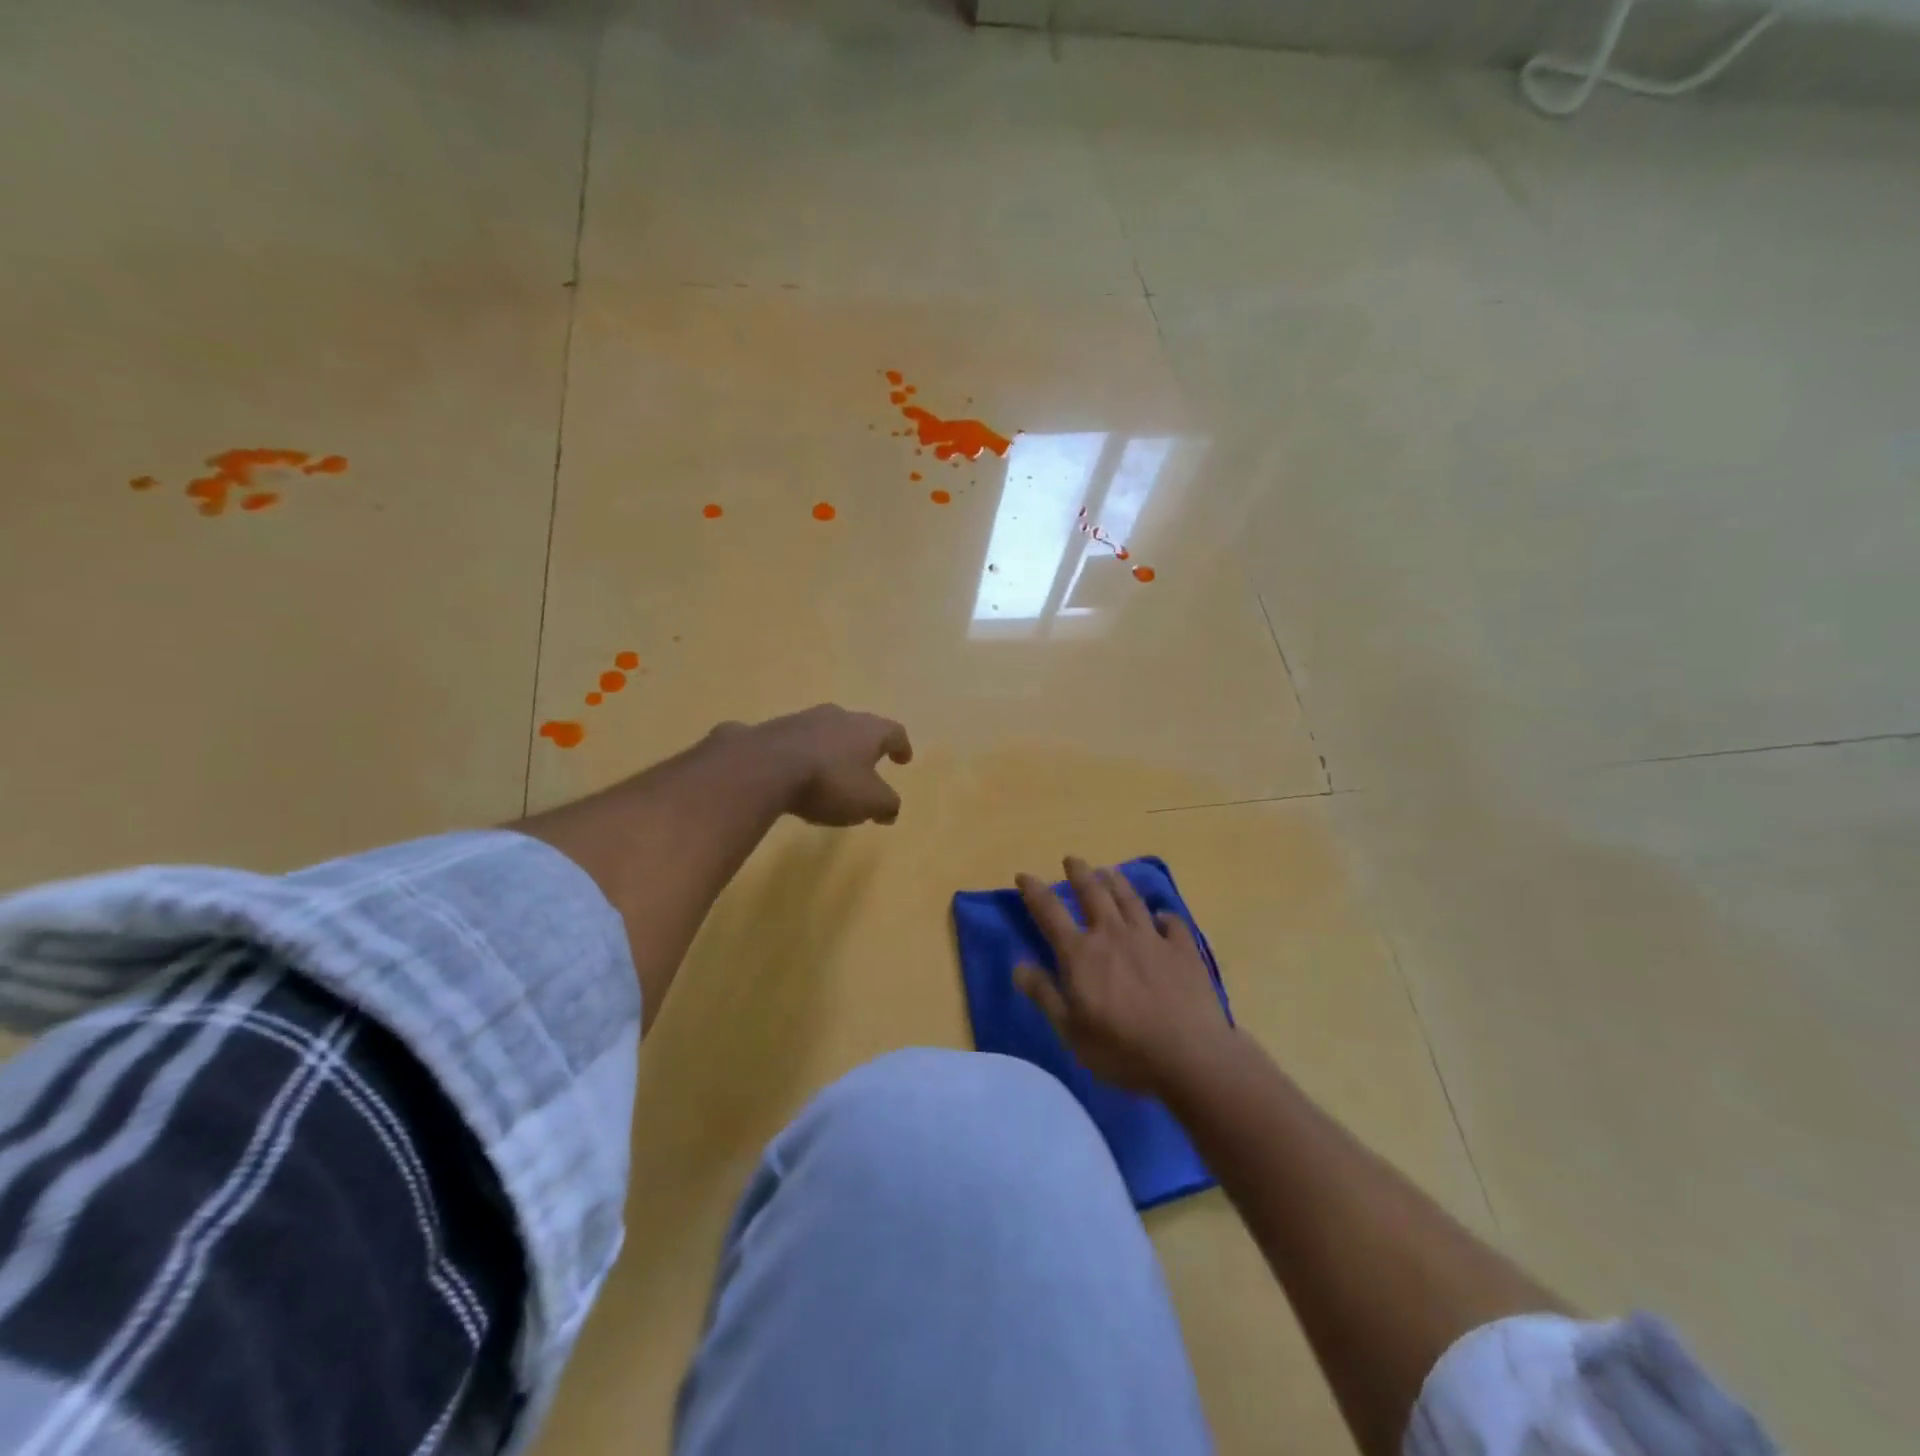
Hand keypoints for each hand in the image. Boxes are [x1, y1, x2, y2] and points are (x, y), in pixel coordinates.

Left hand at [743, 705, 912, 826]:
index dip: (901, 746)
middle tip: (868, 763)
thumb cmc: (829, 783)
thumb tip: (890, 810)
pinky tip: (797, 772)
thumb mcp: (868, 802)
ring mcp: (803, 719)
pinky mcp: (772, 729)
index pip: (893, 732)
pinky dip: (803, 754)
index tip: (904, 758)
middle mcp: (838, 716)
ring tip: (831, 771)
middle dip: (865, 746)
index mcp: (867, 730)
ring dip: (832, 749)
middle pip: (859, 727)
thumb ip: (886, 805)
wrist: (764, 767)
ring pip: (826, 731)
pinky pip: (796, 741)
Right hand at [1014, 857, 1232, 1096]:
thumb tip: (1019, 964)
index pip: (1050, 911)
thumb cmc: (1121, 1049)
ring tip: (1109, 871)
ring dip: (1116, 882)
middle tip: (1072, 859)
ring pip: (1130, 899)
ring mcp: (1151, 938)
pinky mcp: (1183, 949)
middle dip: (1080, 873)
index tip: (1024, 875)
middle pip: (1093, 892)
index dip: (1034, 891)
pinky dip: (1164, 915)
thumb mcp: (1071, 1031)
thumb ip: (1044, 994)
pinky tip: (1162, 916)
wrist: (1189, 1055)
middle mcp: (1113, 934)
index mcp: (1081, 953)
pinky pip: (1172, 923)